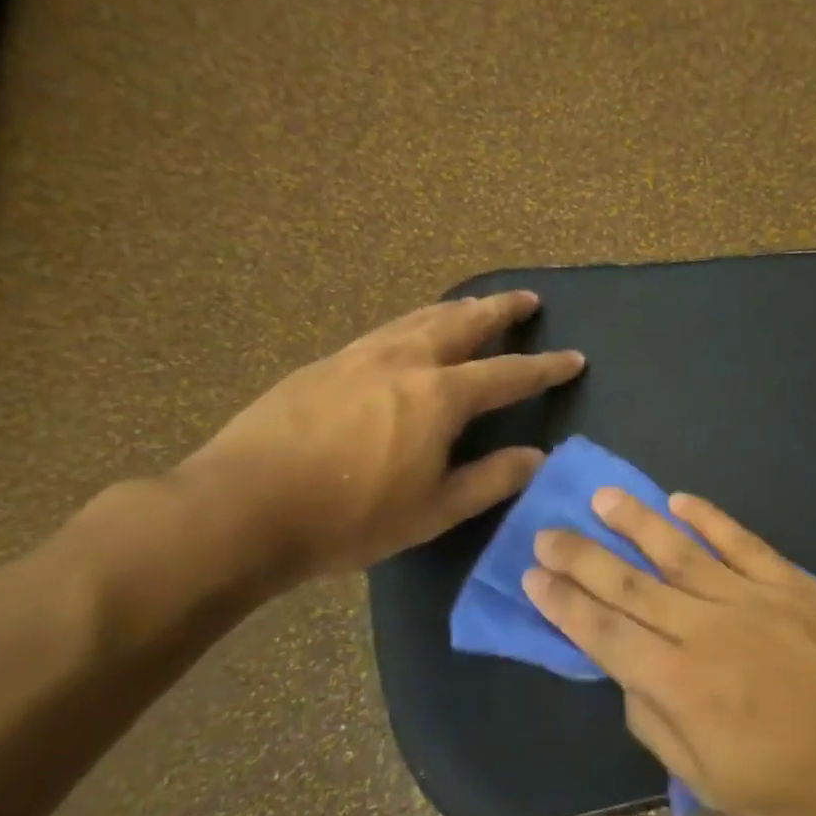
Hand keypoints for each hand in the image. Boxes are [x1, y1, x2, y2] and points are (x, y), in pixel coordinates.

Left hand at [176, 293, 583, 582]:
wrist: (241, 507)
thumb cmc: (350, 516)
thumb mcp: (434, 510)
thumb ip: (491, 479)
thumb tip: (537, 457)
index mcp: (440, 396)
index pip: (509, 374)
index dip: (546, 367)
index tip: (574, 358)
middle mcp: (406, 361)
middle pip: (464, 322)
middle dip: (500, 309)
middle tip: (527, 299)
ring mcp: (360, 356)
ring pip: (420, 318)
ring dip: (457, 308)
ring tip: (476, 304)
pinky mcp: (325, 364)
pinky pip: (386, 329)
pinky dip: (415, 321)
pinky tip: (411, 332)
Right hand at [523, 489, 815, 815]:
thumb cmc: (799, 790)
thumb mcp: (713, 783)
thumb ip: (658, 725)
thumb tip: (627, 676)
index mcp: (681, 684)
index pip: (604, 633)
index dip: (563, 605)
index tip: (532, 578)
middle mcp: (706, 628)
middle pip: (629, 584)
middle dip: (581, 558)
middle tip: (545, 534)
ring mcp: (751, 597)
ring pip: (678, 550)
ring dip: (635, 522)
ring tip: (601, 498)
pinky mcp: (790, 581)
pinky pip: (740, 541)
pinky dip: (708, 518)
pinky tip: (680, 500)